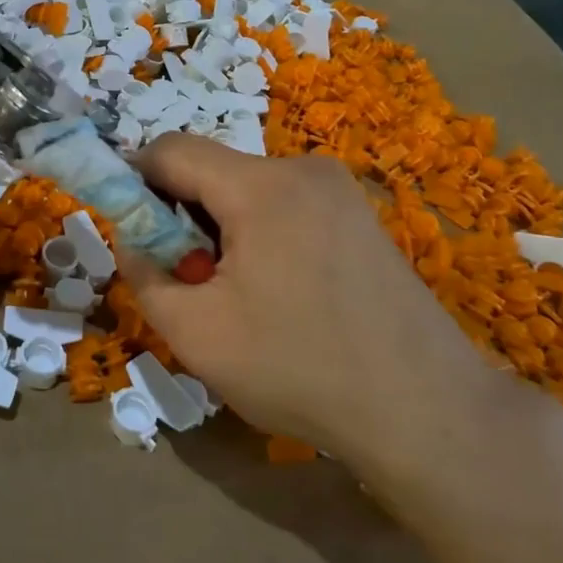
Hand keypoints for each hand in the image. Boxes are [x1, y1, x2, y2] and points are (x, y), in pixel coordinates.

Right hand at [117, 136, 562, 525]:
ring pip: (248, 190)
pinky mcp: (360, 215)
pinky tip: (284, 294)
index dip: (136, 183)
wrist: (429, 412)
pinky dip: (262, 234)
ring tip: (242, 297)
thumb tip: (133, 241)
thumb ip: (145, 276)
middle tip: (193, 281)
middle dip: (184, 216)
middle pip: (212, 170)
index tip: (136, 235)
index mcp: (260, 186)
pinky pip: (285, 205)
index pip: (170, 150)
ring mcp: (339, 190)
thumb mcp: (197, 334)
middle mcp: (303, 169)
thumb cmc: (301, 369)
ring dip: (223, 229)